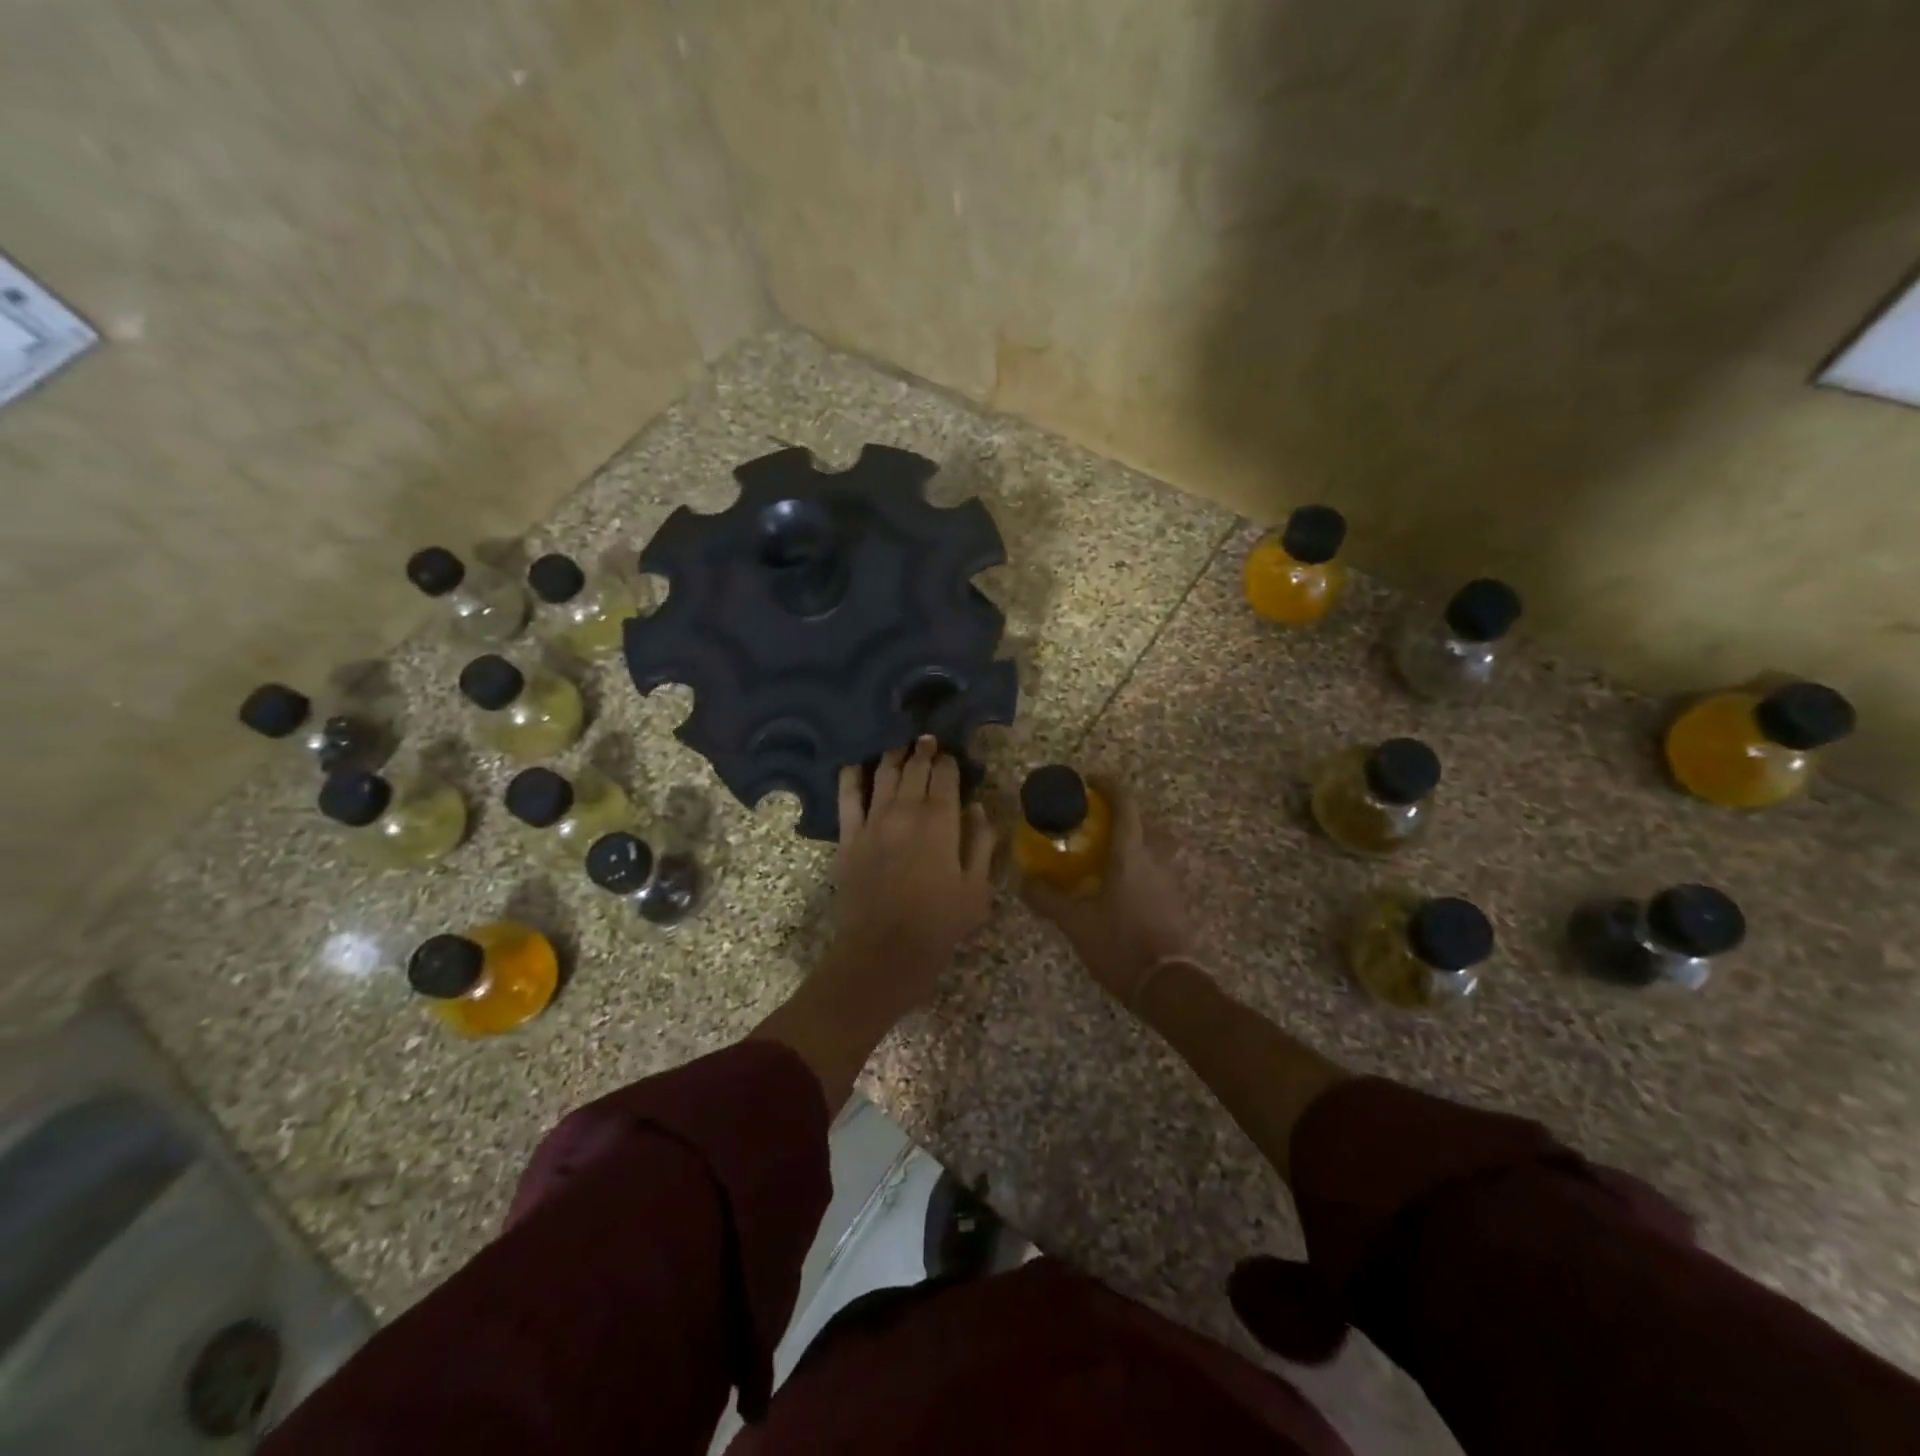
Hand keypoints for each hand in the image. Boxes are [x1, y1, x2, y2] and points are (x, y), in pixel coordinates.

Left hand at [824, 737, 995, 1020]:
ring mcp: (873, 822)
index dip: (949, 762)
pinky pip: (846, 797)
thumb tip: (979, 809)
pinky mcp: (848, 837)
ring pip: (883, 775)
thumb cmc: (938, 925)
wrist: (883, 953)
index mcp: (941, 822)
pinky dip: (851, 776)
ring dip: (894, 755)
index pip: (946, 777)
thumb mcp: (977, 890)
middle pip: (915, 770)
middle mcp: (906, 812)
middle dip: (924, 751)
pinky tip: (855, 764)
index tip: (952, 755)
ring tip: (901, 745)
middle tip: (928, 740)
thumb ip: (981, 844)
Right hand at [1020, 782, 1195, 1006]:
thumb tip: (1024, 881)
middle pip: (1147, 821)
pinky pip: (1165, 869)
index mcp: (1131, 854)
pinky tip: (1130, 886)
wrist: (1168, 985)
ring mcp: (1173, 880)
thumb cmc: (1120, 944)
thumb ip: (1047, 899)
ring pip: (1160, 845)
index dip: (1109, 786)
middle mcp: (1157, 858)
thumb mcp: (1075, 923)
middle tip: (1100, 822)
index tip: (1090, 781)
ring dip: (1141, 839)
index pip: (1125, 804)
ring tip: (1116, 852)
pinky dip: (1148, 865)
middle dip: (1125, 814)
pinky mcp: (1181, 901)